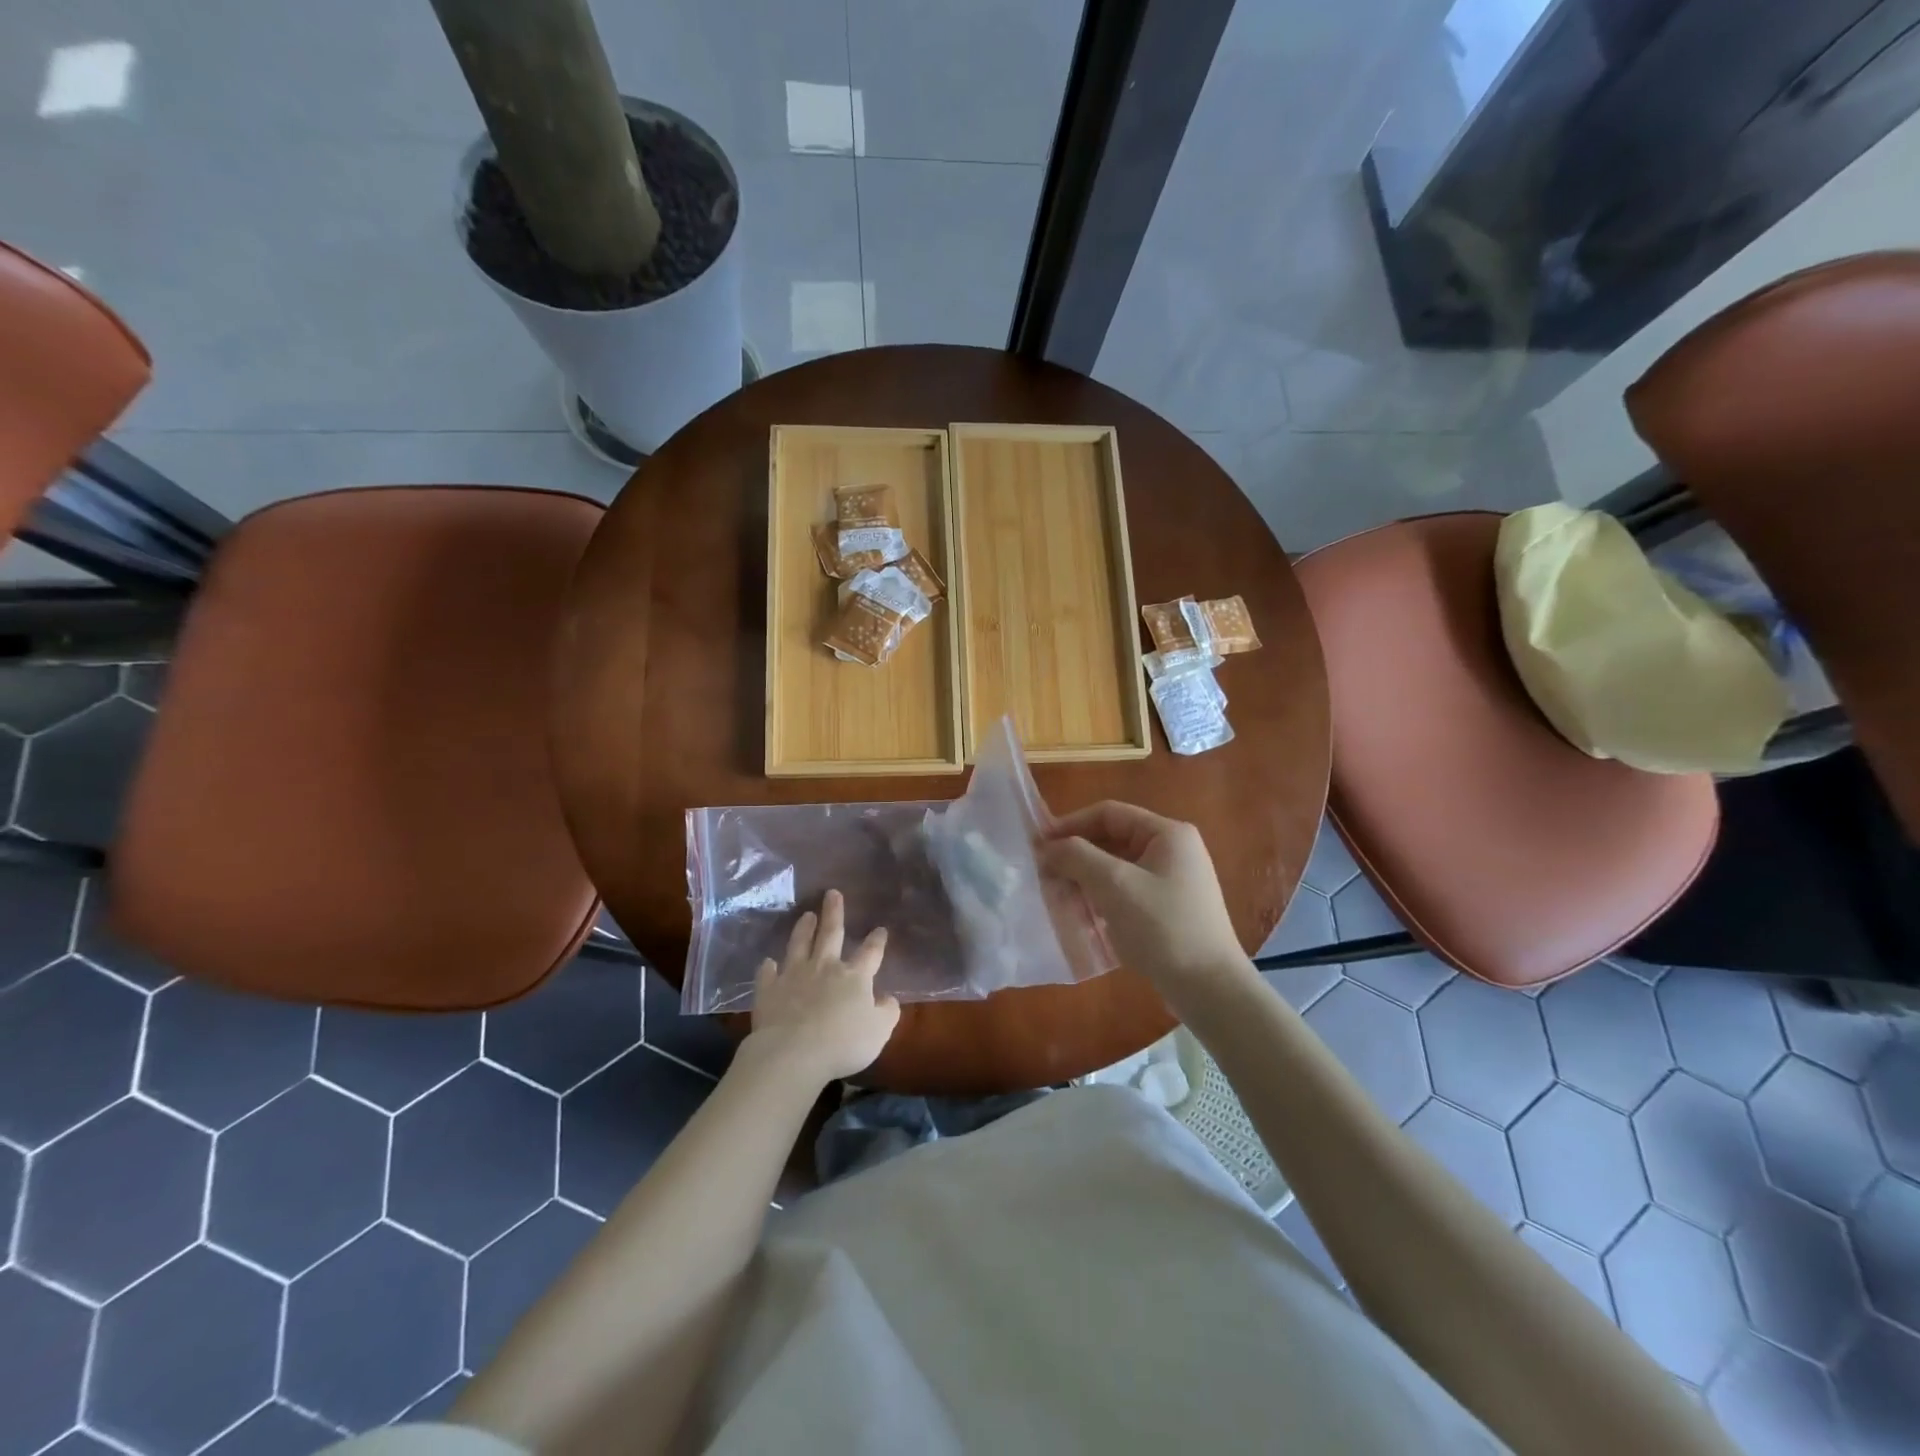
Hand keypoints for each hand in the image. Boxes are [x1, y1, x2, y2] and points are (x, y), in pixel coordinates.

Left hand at [745, 889, 900, 1086]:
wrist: (794, 1052)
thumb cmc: (843, 1043)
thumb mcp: (879, 1031)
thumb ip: (887, 1012)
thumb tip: (889, 998)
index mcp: (854, 977)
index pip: (870, 953)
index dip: (876, 941)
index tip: (880, 929)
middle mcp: (824, 967)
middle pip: (831, 934)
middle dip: (834, 913)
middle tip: (832, 893)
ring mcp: (794, 976)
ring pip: (799, 945)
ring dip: (803, 929)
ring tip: (806, 915)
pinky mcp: (769, 990)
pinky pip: (767, 974)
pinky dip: (768, 967)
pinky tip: (767, 962)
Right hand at [1040, 801, 1250, 1005]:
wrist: (1210, 990)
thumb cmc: (1163, 928)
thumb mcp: (1114, 885)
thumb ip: (1076, 857)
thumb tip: (1046, 847)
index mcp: (1168, 834)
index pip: (1109, 814)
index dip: (1070, 824)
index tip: (1037, 844)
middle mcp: (1173, 851)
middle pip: (1112, 841)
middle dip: (1076, 857)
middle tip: (1043, 876)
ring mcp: (1173, 883)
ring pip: (1116, 870)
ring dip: (1085, 881)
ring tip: (1057, 900)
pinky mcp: (1168, 911)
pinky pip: (1126, 894)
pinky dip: (1101, 901)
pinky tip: (1081, 919)